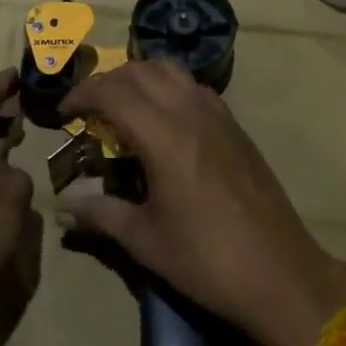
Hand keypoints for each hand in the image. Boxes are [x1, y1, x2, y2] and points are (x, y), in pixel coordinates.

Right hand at [56, 59, 345, 345]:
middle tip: (90, 109)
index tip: (64, 112)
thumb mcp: (146, 242)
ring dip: (141, 77)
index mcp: (163, 136)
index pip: (112, 92)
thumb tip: (66, 204)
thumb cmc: (207, 260)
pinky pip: (194, 87)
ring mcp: (218, 115)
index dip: (82, 94)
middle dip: (108, 81)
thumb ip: (102, 214)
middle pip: (140, 71)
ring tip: (125, 107)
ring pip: (171, 70)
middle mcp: (190, 112)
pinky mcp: (235, 126)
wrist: (281, 274)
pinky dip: (170, 88)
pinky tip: (165, 121)